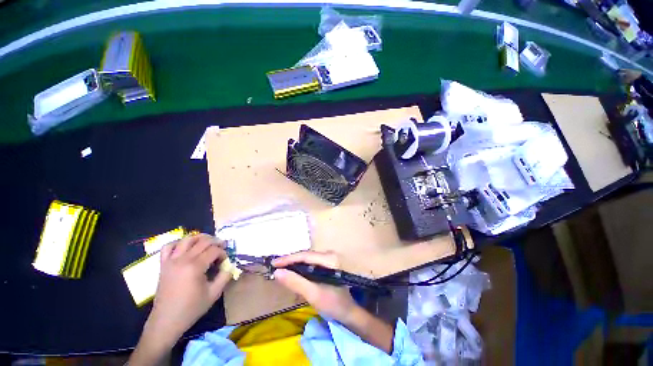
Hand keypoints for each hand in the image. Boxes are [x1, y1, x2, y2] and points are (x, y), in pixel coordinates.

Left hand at [146, 234, 230, 346]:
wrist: (166, 321)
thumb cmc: (191, 309)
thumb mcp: (214, 294)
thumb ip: (225, 276)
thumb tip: (230, 264)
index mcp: (195, 267)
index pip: (214, 250)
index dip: (223, 253)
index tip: (225, 261)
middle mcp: (183, 260)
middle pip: (203, 241)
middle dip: (216, 242)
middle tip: (222, 247)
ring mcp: (171, 261)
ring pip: (187, 239)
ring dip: (200, 238)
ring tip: (208, 242)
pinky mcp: (163, 264)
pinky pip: (169, 247)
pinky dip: (178, 243)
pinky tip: (186, 247)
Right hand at [272, 251, 357, 322]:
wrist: (348, 311)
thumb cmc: (333, 304)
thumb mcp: (313, 294)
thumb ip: (295, 282)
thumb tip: (277, 272)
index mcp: (329, 259)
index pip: (305, 256)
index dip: (288, 259)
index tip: (274, 263)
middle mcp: (330, 254)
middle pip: (306, 255)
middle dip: (290, 261)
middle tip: (275, 267)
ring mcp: (330, 258)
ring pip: (308, 259)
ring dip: (295, 264)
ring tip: (281, 269)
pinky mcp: (328, 264)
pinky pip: (311, 263)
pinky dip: (301, 267)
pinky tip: (294, 272)